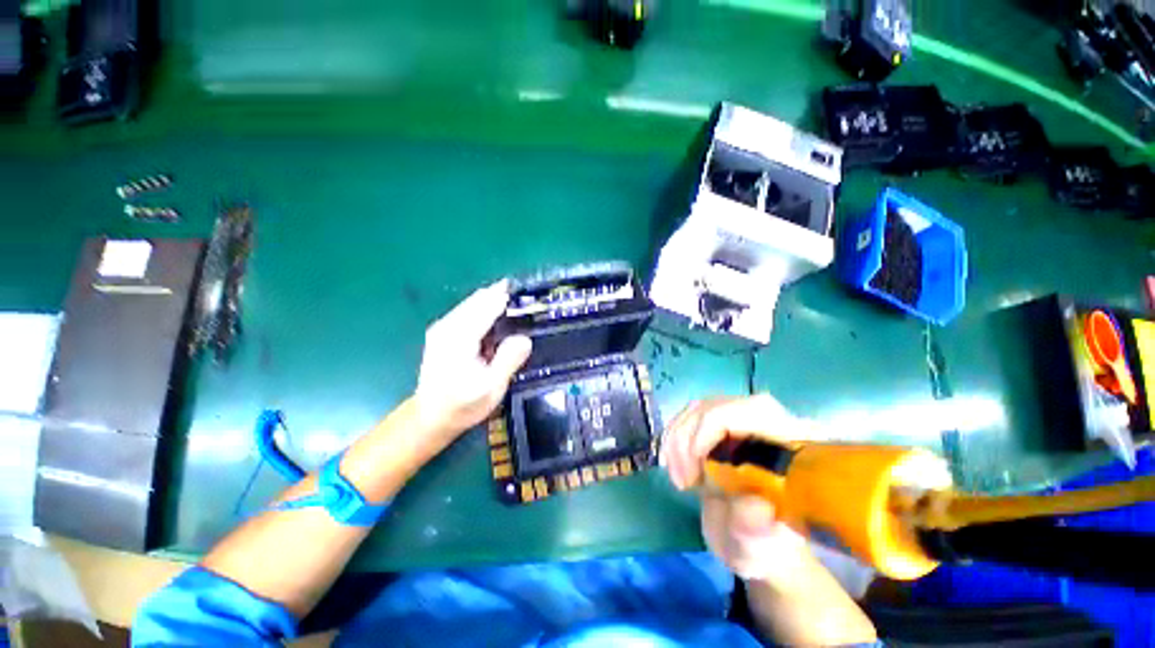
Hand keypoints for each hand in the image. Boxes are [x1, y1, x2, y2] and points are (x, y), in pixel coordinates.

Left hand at [413, 280, 531, 448]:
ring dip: (494, 301)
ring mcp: (443, 327)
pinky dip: (485, 310)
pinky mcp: (443, 332)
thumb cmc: (463, 405)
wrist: (430, 417)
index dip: (508, 297)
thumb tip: (525, 338)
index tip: (529, 295)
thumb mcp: (491, 388)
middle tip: (528, 302)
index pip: (487, 305)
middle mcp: (448, 326)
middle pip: (479, 298)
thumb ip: (508, 360)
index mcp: (459, 337)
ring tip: (517, 308)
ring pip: (473, 302)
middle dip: (503, 295)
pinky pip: (468, 310)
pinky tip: (498, 320)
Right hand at [662, 394, 827, 585]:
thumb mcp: (761, 549)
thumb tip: (756, 505)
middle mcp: (772, 423)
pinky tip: (673, 464)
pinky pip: (690, 417)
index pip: (753, 410)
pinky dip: (674, 438)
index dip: (713, 425)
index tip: (694, 464)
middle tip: (682, 480)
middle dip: (689, 437)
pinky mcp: (724, 425)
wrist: (758, 545)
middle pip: (718, 405)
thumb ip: (756, 530)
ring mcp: (745, 421)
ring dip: (678, 440)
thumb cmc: (766, 550)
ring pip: (699, 408)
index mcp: (796, 447)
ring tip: (679, 479)